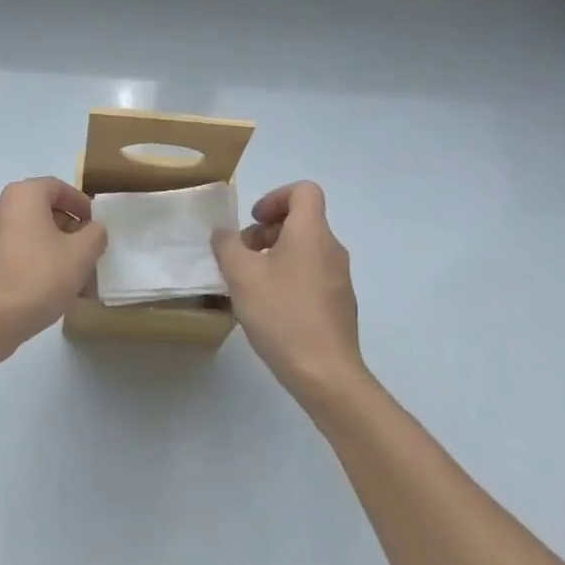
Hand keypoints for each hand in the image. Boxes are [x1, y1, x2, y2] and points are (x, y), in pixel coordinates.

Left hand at [0, 178, 107, 356]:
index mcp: (22, 196)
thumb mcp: (82, 253)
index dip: (81, 204)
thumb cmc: (40, 276)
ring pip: (27, 236)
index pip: (57, 188)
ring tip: (72, 278)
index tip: (95, 225)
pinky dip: (31, 264)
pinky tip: (47, 291)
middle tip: (86, 253)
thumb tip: (92, 229)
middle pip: (41, 212)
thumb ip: (95, 234)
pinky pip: (12, 255)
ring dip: (51, 251)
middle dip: (68, 232)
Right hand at [212, 182, 366, 402]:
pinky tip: (270, 308)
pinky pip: (312, 275)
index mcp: (311, 233)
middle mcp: (331, 249)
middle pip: (302, 220)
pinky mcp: (340, 305)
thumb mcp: (241, 275)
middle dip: (267, 230)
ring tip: (251, 283)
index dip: (276, 197)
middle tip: (243, 255)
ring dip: (276, 255)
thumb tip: (224, 233)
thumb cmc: (282, 314)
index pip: (304, 191)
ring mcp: (340, 278)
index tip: (254, 220)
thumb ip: (227, 245)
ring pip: (305, 249)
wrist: (326, 374)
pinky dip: (289, 278)